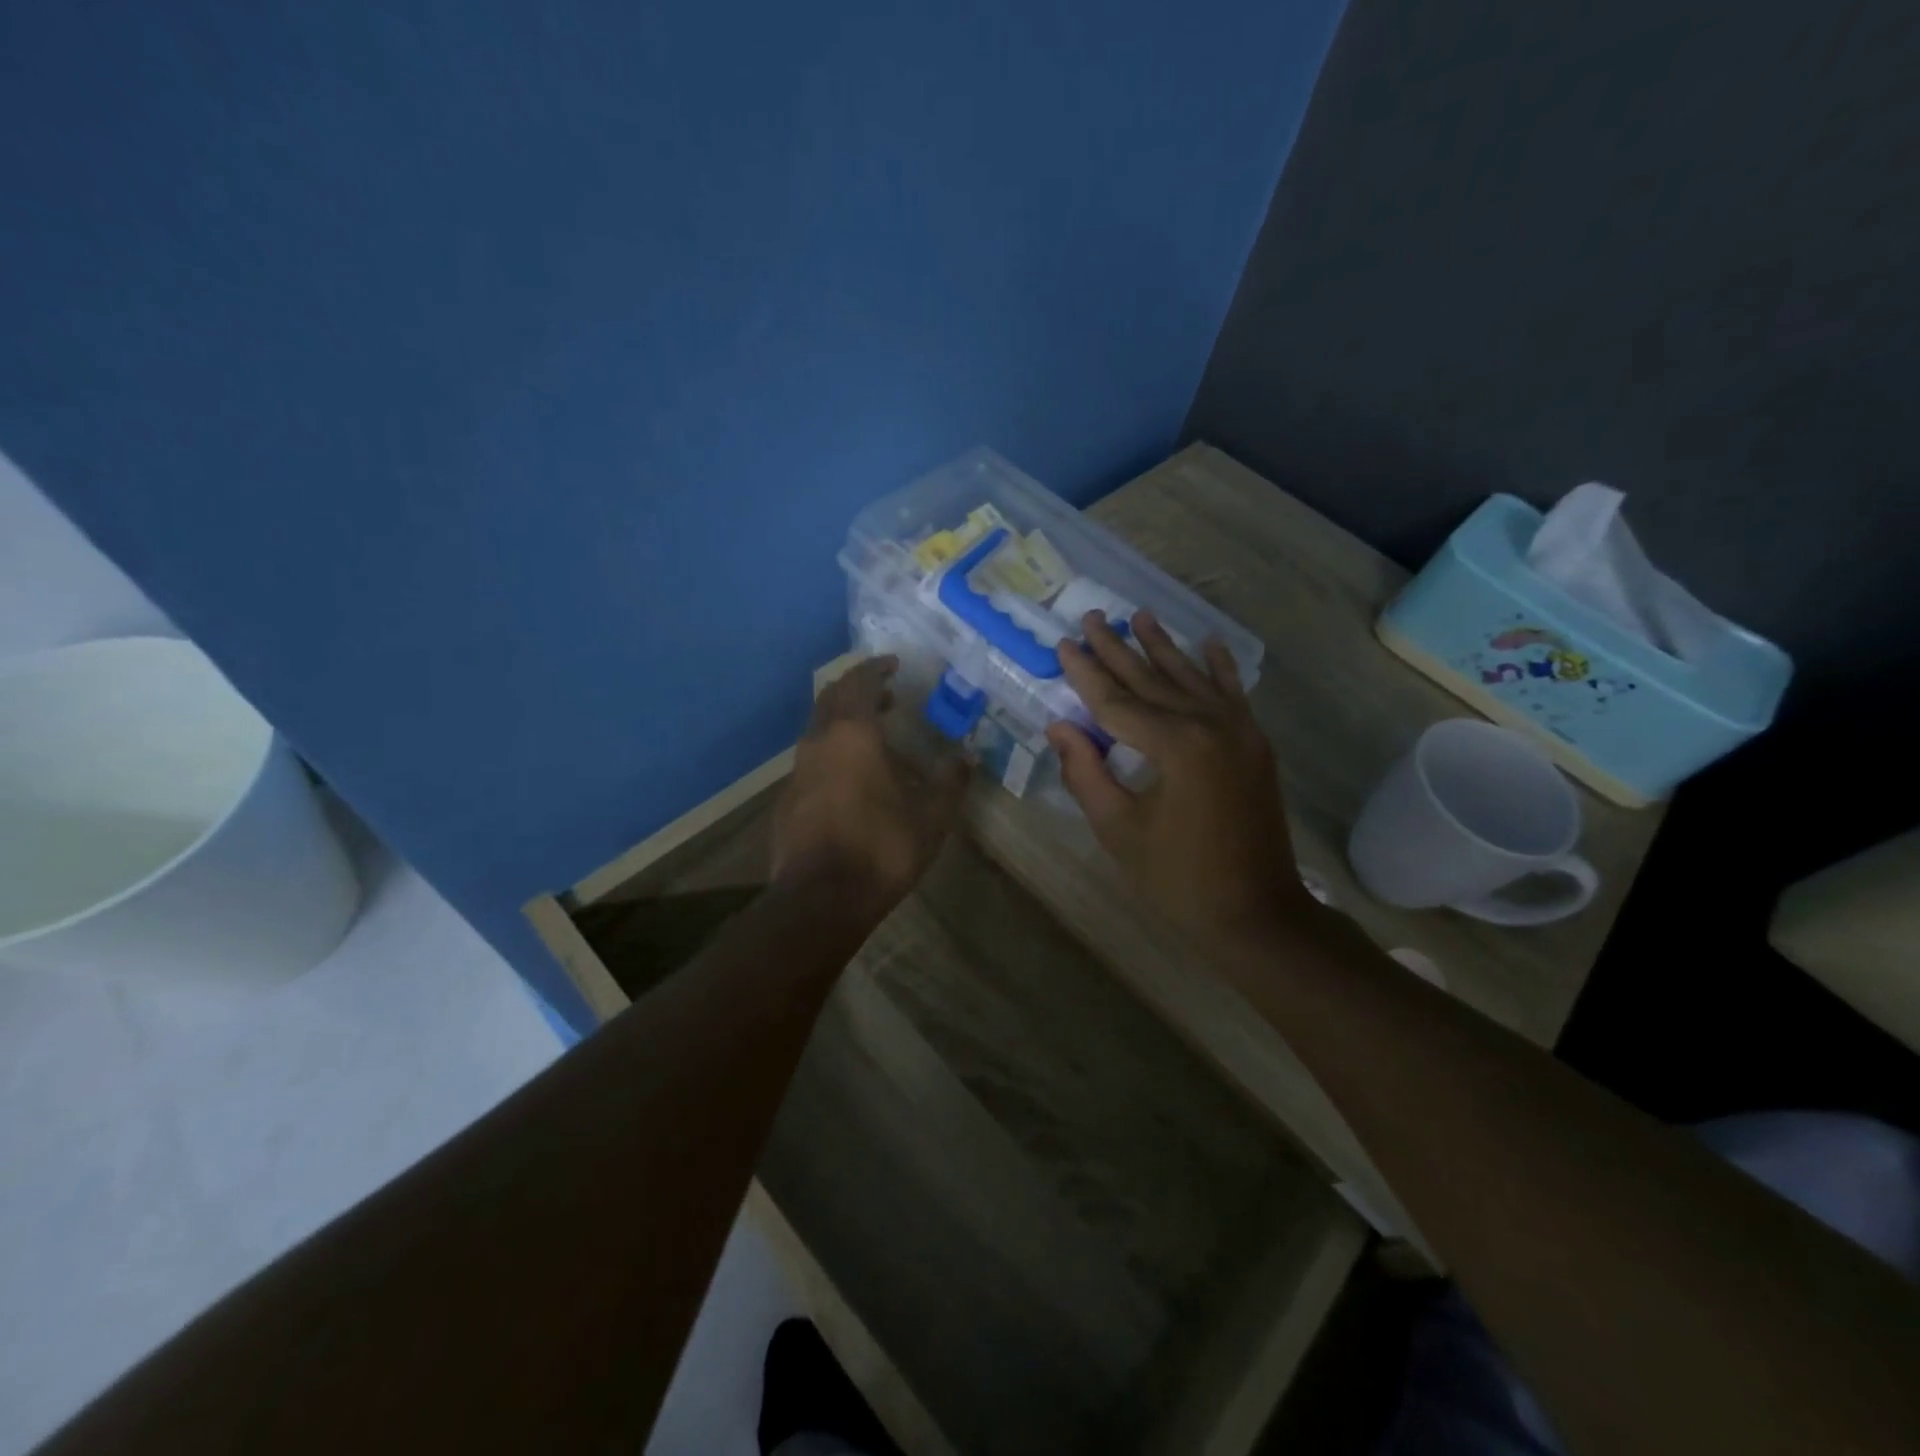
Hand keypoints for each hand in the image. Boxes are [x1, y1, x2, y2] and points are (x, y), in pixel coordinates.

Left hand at [772, 656, 969, 922]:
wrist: (820, 898)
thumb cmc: (881, 847)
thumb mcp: (931, 816)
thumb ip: (949, 781)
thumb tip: (966, 757)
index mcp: (852, 734)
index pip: (859, 682)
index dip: (876, 668)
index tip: (893, 664)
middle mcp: (819, 743)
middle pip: (831, 698)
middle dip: (857, 689)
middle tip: (885, 694)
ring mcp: (797, 772)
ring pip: (818, 729)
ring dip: (843, 721)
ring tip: (872, 734)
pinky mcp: (787, 800)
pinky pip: (811, 760)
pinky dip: (831, 752)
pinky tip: (850, 778)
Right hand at [1046, 612, 1309, 943]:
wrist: (1256, 913)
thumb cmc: (1177, 878)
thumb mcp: (1118, 828)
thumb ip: (1085, 772)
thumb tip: (1059, 726)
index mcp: (1176, 746)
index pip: (1117, 701)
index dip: (1086, 674)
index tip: (1064, 643)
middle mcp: (1211, 725)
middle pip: (1153, 680)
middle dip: (1118, 649)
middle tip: (1092, 618)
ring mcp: (1239, 732)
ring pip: (1191, 679)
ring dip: (1163, 647)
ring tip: (1140, 616)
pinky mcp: (1254, 745)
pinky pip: (1232, 696)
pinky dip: (1220, 668)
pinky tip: (1209, 643)